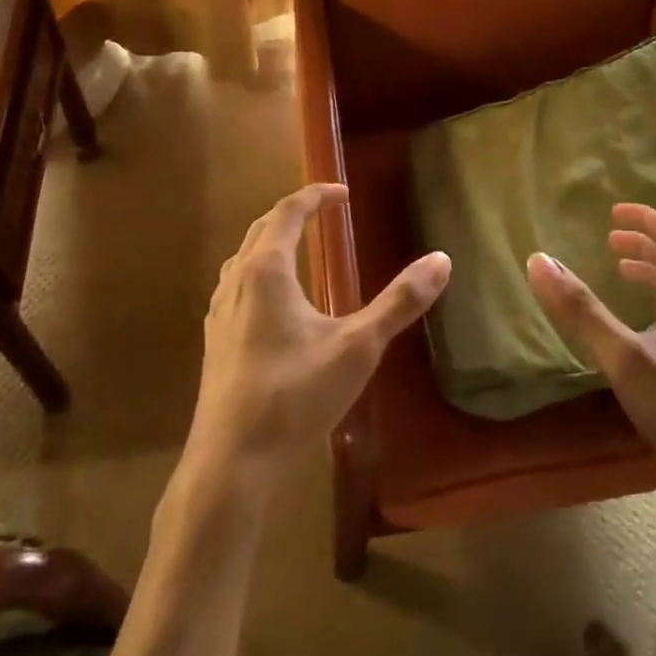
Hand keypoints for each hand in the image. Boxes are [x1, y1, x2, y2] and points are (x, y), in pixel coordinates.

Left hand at [186, 183, 449, 494]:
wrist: (231, 462)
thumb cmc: (295, 396)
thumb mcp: (358, 347)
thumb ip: (399, 303)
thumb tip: (441, 260)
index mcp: (267, 270)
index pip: (288, 212)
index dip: (316, 196)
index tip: (343, 193)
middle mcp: (236, 281)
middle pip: (262, 228)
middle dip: (294, 213)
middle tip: (326, 213)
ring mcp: (219, 312)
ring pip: (244, 257)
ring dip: (272, 241)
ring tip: (301, 248)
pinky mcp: (214, 341)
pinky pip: (235, 285)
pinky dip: (258, 271)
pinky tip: (273, 303)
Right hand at [527, 204, 655, 488]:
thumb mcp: (624, 358)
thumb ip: (581, 310)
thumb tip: (539, 260)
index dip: (644, 217)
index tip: (613, 211)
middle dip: (643, 243)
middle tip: (610, 240)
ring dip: (649, 271)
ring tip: (619, 272)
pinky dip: (653, 300)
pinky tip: (637, 328)